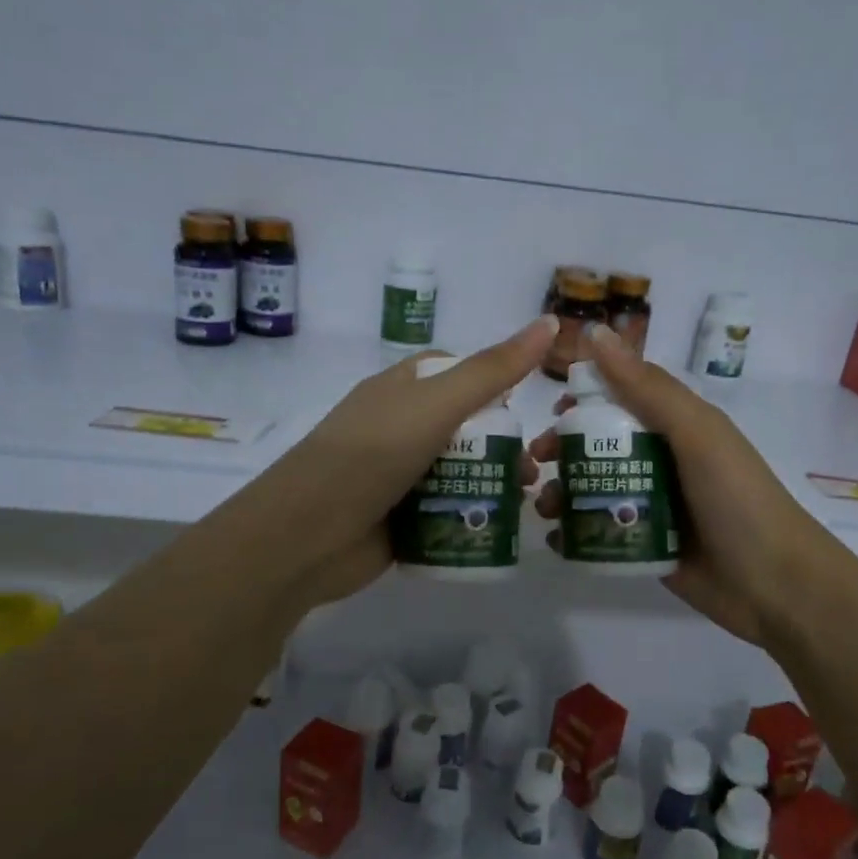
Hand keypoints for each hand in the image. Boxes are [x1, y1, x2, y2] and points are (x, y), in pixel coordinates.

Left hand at [240, 317, 556, 609]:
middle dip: (502, 443)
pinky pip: (446, 510)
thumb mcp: (437, 404)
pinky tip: (499, 526)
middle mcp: (399, 427)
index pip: (456, 371)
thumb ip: (494, 369)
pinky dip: (472, 514)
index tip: (527, 404)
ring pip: (459, 470)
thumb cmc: (372, 455)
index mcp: (401, 389)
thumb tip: (550, 321)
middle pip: (464, 426)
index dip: (494, 381)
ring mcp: (398, 475)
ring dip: (493, 482)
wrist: (307, 536)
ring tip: (522, 499)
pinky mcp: (401, 519)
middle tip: (531, 468)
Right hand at [531, 323, 833, 647]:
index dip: (583, 400)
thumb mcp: (696, 433)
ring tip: (544, 507)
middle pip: (599, 446)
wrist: (775, 585)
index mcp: (676, 426)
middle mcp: (661, 461)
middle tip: (538, 463)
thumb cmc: (737, 498)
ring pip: (594, 488)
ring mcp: (652, 506)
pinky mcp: (645, 546)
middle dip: (563, 450)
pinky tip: (556, 541)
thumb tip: (594, 333)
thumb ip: (646, 387)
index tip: (552, 411)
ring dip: (562, 492)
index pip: (620, 399)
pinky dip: (574, 534)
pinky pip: (600, 532)